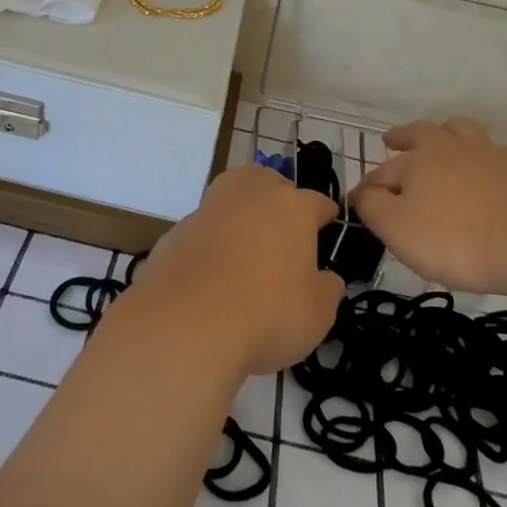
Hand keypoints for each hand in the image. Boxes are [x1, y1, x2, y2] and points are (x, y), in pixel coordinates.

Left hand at [121, 165, 344, 378]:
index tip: (327, 228)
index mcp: (293, 207)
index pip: (318, 202)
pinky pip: (205, 225)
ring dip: (244, 206)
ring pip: (233, 191)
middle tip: (285, 229)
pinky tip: (214, 265)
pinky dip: (213, 236)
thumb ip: (328, 289)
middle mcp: (251, 195)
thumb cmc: (267, 314)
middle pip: (271, 182)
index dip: (325, 217)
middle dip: (282, 198)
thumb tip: (326, 279)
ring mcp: (210, 208)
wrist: (186, 324)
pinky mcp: (178, 229)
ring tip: (249, 234)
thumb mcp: (318, 314)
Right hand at [350, 117, 506, 299]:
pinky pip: (489, 154)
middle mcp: (450, 146)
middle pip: (422, 133)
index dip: (367, 189)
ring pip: (461, 131)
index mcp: (418, 158)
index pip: (382, 172)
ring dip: (445, 134)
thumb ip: (372, 207)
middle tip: (393, 140)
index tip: (358, 203)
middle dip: (403, 137)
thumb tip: (363, 193)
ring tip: (440, 142)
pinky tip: (479, 172)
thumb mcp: (397, 229)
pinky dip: (476, 158)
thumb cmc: (454, 238)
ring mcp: (488, 155)